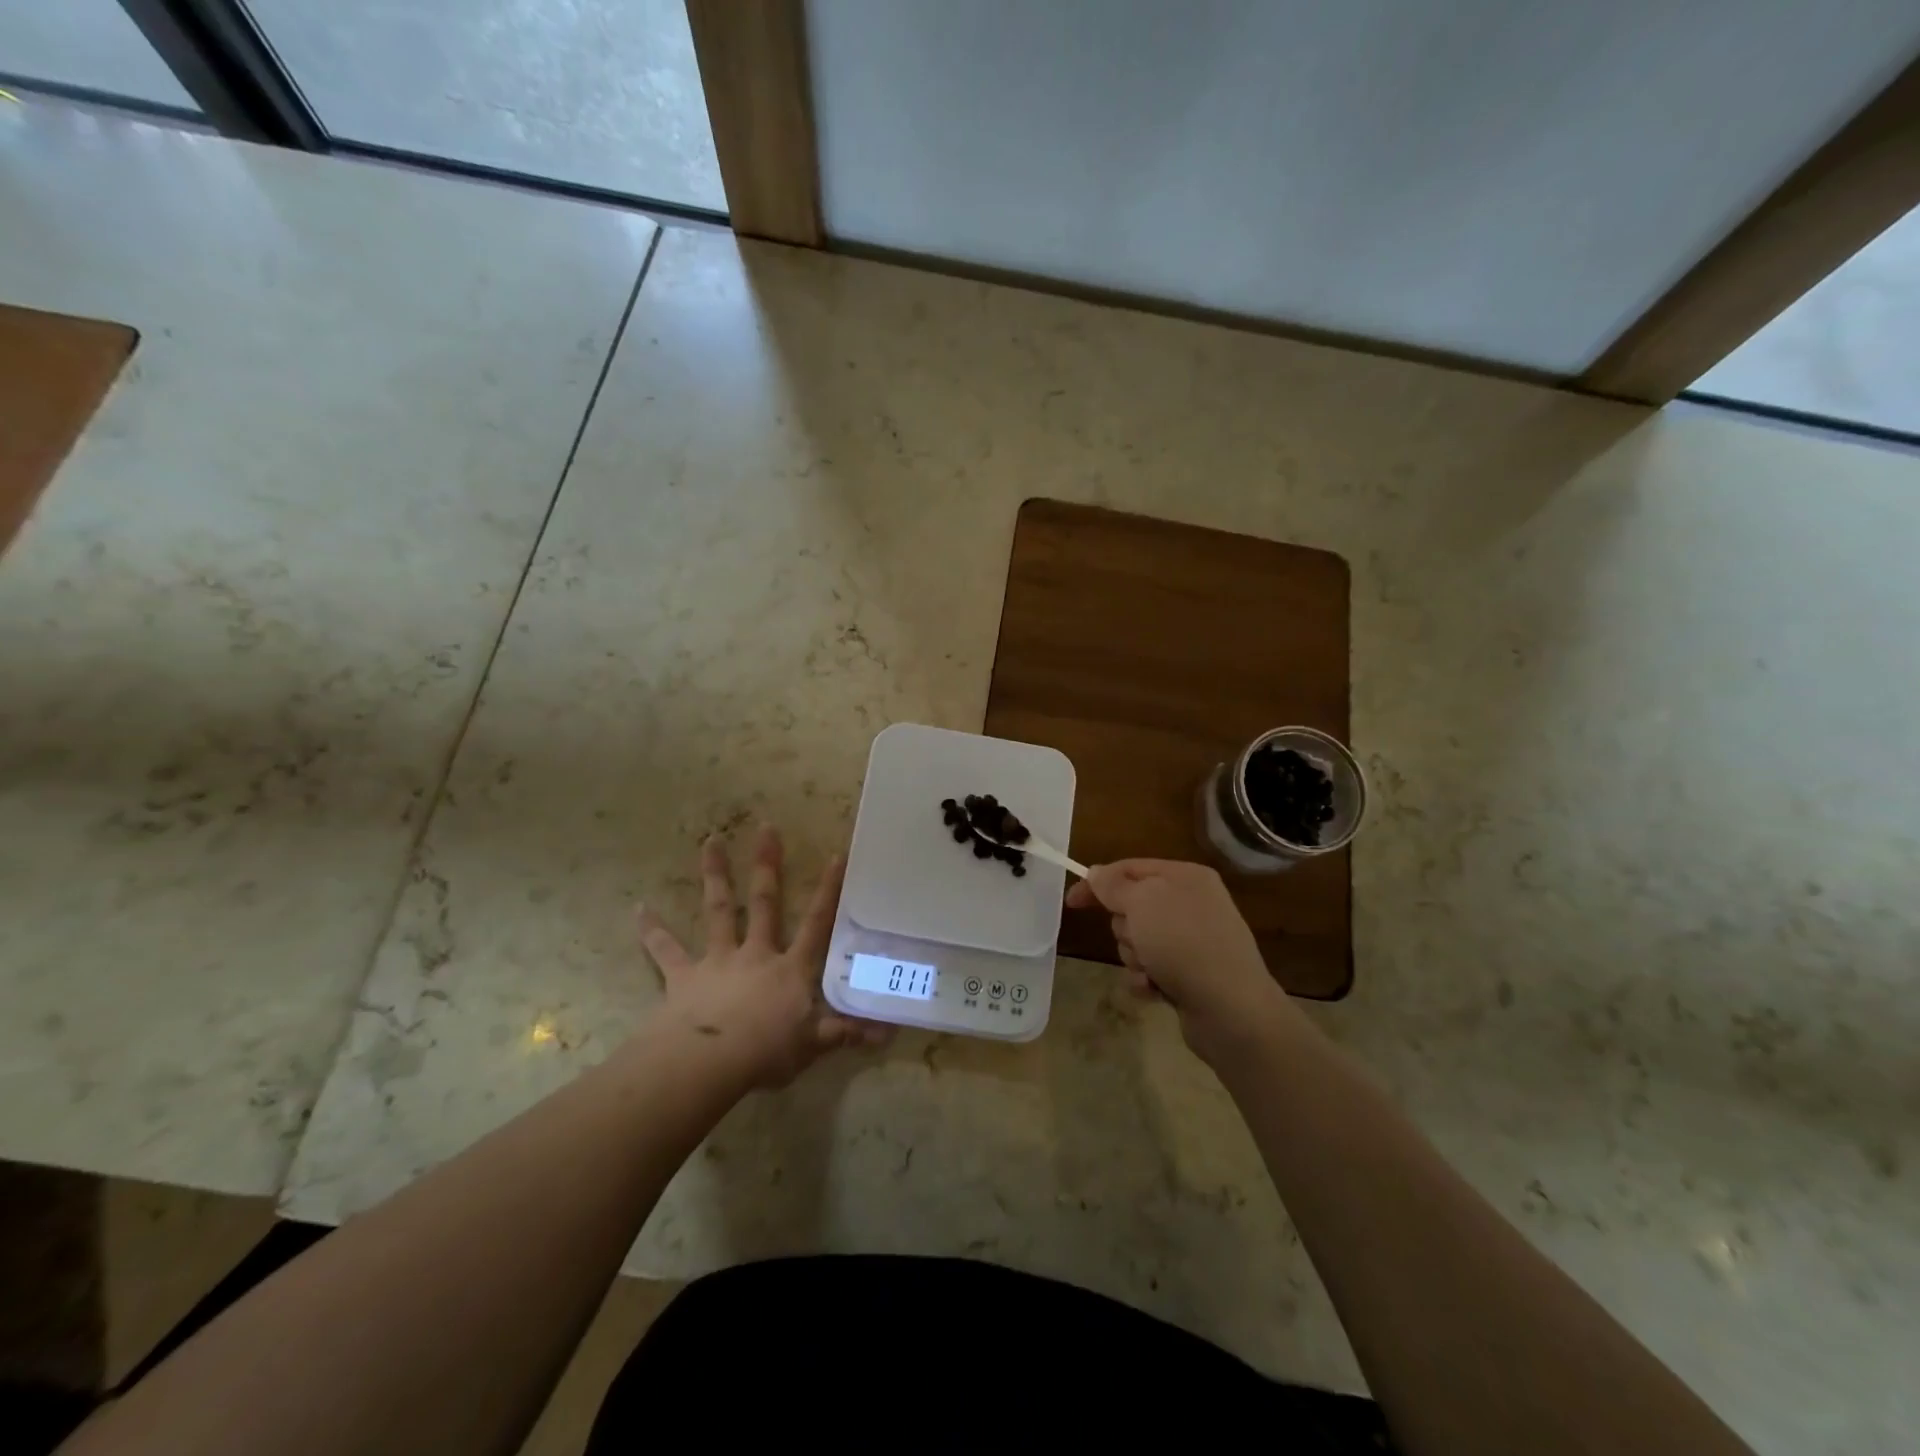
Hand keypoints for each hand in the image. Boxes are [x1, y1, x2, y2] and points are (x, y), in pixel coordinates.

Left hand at [637, 826, 886, 1089]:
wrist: (708, 1062)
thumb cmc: (766, 1051)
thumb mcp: (814, 1044)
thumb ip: (847, 1032)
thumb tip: (890, 1031)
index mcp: (790, 969)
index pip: (816, 924)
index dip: (828, 891)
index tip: (836, 855)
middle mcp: (756, 954)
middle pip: (765, 903)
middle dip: (767, 865)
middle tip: (765, 827)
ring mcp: (718, 961)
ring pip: (719, 911)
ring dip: (716, 876)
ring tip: (710, 841)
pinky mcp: (683, 977)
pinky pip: (666, 951)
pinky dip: (652, 931)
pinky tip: (639, 909)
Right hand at [1066, 859, 1304, 1066]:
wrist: (1232, 1009)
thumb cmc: (1184, 944)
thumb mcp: (1142, 903)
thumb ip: (1114, 886)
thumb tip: (1097, 872)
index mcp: (1185, 877)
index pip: (1130, 868)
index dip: (1098, 882)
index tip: (1072, 902)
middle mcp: (1191, 904)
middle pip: (1132, 907)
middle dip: (1124, 927)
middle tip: (1137, 939)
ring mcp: (1192, 941)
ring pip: (1138, 940)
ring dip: (1134, 957)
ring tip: (1151, 970)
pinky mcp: (1190, 974)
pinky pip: (1151, 968)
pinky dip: (1146, 979)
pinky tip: (1155, 989)